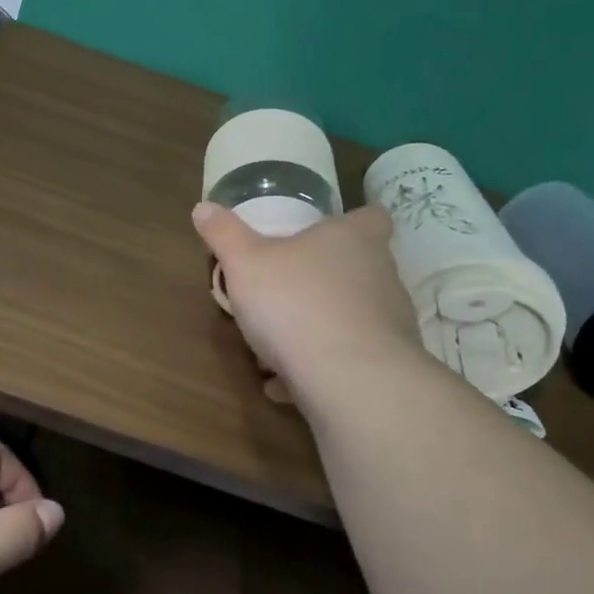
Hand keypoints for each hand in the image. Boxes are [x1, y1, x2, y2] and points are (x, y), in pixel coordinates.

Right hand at [194, 200, 421, 401]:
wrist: (348, 379)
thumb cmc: (295, 302)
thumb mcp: (244, 263)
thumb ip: (224, 234)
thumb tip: (203, 208)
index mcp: (353, 239)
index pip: (371, 217)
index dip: (353, 221)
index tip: (326, 233)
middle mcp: (381, 274)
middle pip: (360, 267)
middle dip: (323, 279)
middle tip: (284, 291)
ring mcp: (391, 322)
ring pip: (351, 317)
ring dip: (319, 328)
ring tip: (276, 346)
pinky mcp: (388, 366)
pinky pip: (348, 361)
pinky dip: (318, 369)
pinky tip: (284, 384)